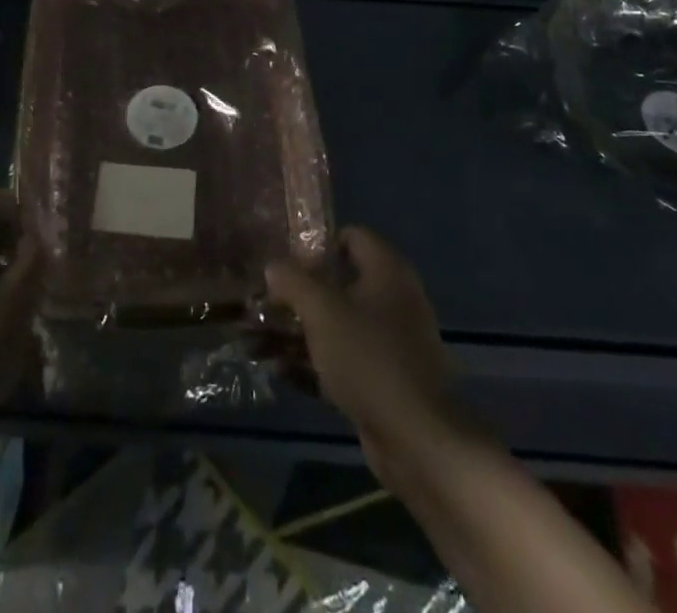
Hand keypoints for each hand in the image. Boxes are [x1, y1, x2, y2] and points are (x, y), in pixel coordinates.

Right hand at [266, 227, 465, 478]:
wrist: (417, 440)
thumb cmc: (368, 358)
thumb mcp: (322, 310)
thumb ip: (293, 281)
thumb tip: (274, 266)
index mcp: (387, 272)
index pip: (351, 236)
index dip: (318, 244)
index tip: (287, 261)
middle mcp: (393, 300)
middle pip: (340, 283)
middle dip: (300, 292)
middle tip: (266, 300)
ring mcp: (390, 343)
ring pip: (337, 325)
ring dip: (300, 331)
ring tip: (259, 337)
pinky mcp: (383, 381)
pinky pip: (342, 361)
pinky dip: (314, 363)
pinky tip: (279, 371)